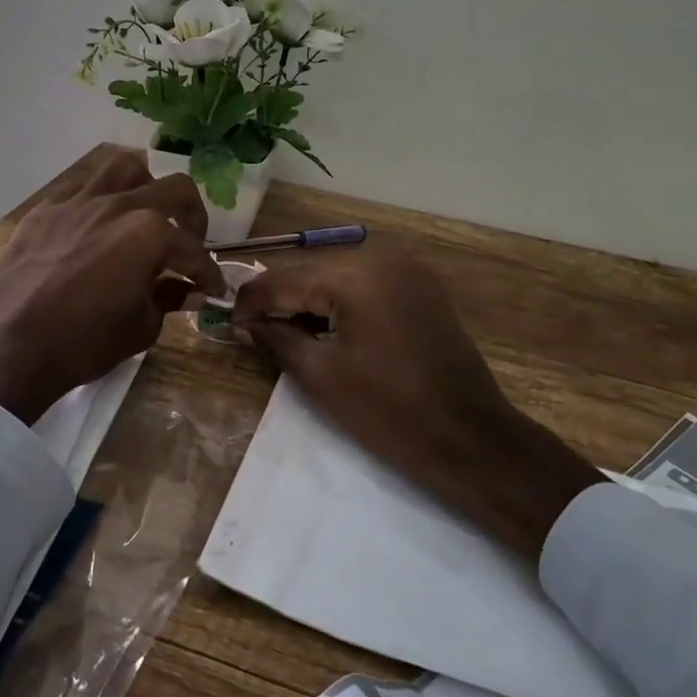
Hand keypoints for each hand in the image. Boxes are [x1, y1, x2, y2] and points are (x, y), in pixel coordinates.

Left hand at [0, 151, 226, 422]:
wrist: (9, 347)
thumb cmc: (83, 343)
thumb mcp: (140, 328)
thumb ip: (168, 299)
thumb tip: (187, 291)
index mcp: (149, 233)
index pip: (193, 250)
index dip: (208, 273)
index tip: (212, 289)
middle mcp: (119, 205)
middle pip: (174, 189)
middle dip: (193, 216)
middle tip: (190, 242)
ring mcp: (78, 202)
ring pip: (125, 169)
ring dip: (146, 187)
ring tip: (145, 213)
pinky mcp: (46, 211)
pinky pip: (82, 191)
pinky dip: (100, 204)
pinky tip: (96, 229)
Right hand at [231, 245, 603, 558]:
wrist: (469, 439)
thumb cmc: (388, 412)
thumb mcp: (321, 375)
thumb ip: (276, 338)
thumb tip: (243, 323)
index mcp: (355, 274)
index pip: (283, 279)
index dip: (250, 302)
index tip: (227, 323)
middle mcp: (380, 257)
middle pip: (309, 270)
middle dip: (278, 298)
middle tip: (251, 330)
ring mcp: (405, 268)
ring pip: (335, 274)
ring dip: (306, 298)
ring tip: (282, 331)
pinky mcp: (419, 286)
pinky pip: (364, 282)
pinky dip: (338, 300)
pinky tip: (323, 326)